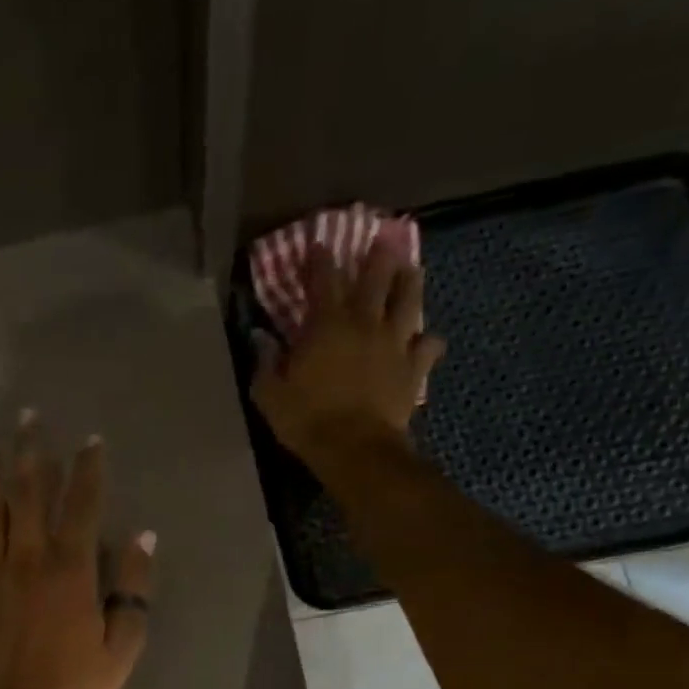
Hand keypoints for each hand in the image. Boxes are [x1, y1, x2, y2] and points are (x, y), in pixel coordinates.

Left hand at [0, 411, 154, 688]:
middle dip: (30, 451)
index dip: (89, 470)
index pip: (82, 506)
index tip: (91, 441)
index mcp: (70, 571)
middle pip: (28, 493)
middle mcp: (28, 559)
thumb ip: (133, 589)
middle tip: (26, 415)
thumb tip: (143, 537)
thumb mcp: (121, 648)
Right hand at [252, 241, 443, 472]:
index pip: (323, 279)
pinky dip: (427, 341)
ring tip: (411, 271)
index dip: (320, 259)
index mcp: (326, 324)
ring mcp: (394, 343)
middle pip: (376, 278)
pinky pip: (427, 347)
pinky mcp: (413, 368)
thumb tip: (260, 338)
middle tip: (381, 241)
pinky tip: (427, 340)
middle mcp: (364, 323)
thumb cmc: (307, 420)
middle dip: (377, 257)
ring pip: (409, 300)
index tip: (319, 244)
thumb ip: (264, 363)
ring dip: (410, 283)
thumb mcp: (270, 395)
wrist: (354, 448)